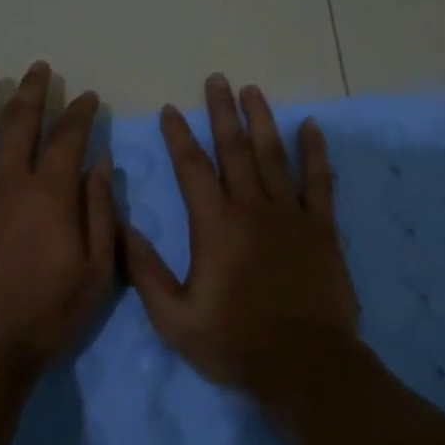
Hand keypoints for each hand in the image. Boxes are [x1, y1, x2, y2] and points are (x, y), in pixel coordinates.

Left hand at [0, 60, 116, 375]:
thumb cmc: (47, 314)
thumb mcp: (96, 271)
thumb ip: (99, 212)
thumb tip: (99, 164)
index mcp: (49, 195)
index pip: (67, 138)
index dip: (79, 113)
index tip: (86, 97)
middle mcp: (6, 182)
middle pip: (18, 123)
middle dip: (32, 91)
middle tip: (38, 68)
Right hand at [123, 74, 360, 400]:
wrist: (305, 365)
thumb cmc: (234, 343)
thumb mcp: (174, 318)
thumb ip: (146, 271)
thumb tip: (122, 227)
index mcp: (215, 226)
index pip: (192, 168)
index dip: (179, 136)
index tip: (171, 110)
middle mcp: (252, 209)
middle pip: (234, 149)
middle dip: (222, 112)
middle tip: (216, 79)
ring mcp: (291, 215)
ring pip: (273, 156)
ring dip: (261, 120)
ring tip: (252, 90)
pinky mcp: (322, 229)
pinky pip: (319, 182)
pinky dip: (314, 153)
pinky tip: (310, 127)